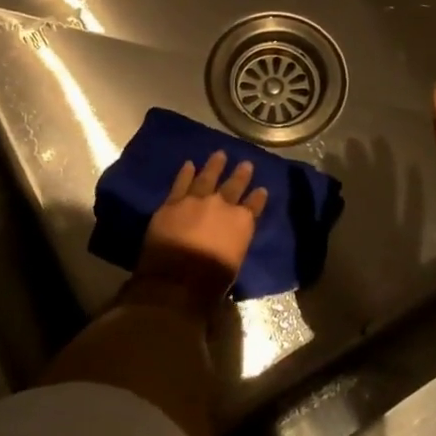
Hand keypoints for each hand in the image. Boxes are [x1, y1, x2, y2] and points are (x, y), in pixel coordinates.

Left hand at [132, 150, 267, 314]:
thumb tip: (229, 242)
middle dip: (241, 174)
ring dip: (214, 165)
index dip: (258, 197)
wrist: (178, 279)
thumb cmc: (212, 281)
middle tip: (246, 163)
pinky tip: (189, 164)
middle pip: (234, 186)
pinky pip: (181, 183)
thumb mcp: (234, 262)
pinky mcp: (173, 202)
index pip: (254, 206)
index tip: (262, 190)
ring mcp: (196, 200)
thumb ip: (234, 244)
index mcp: (242, 222)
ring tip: (220, 154)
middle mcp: (222, 205)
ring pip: (207, 177)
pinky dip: (185, 173)